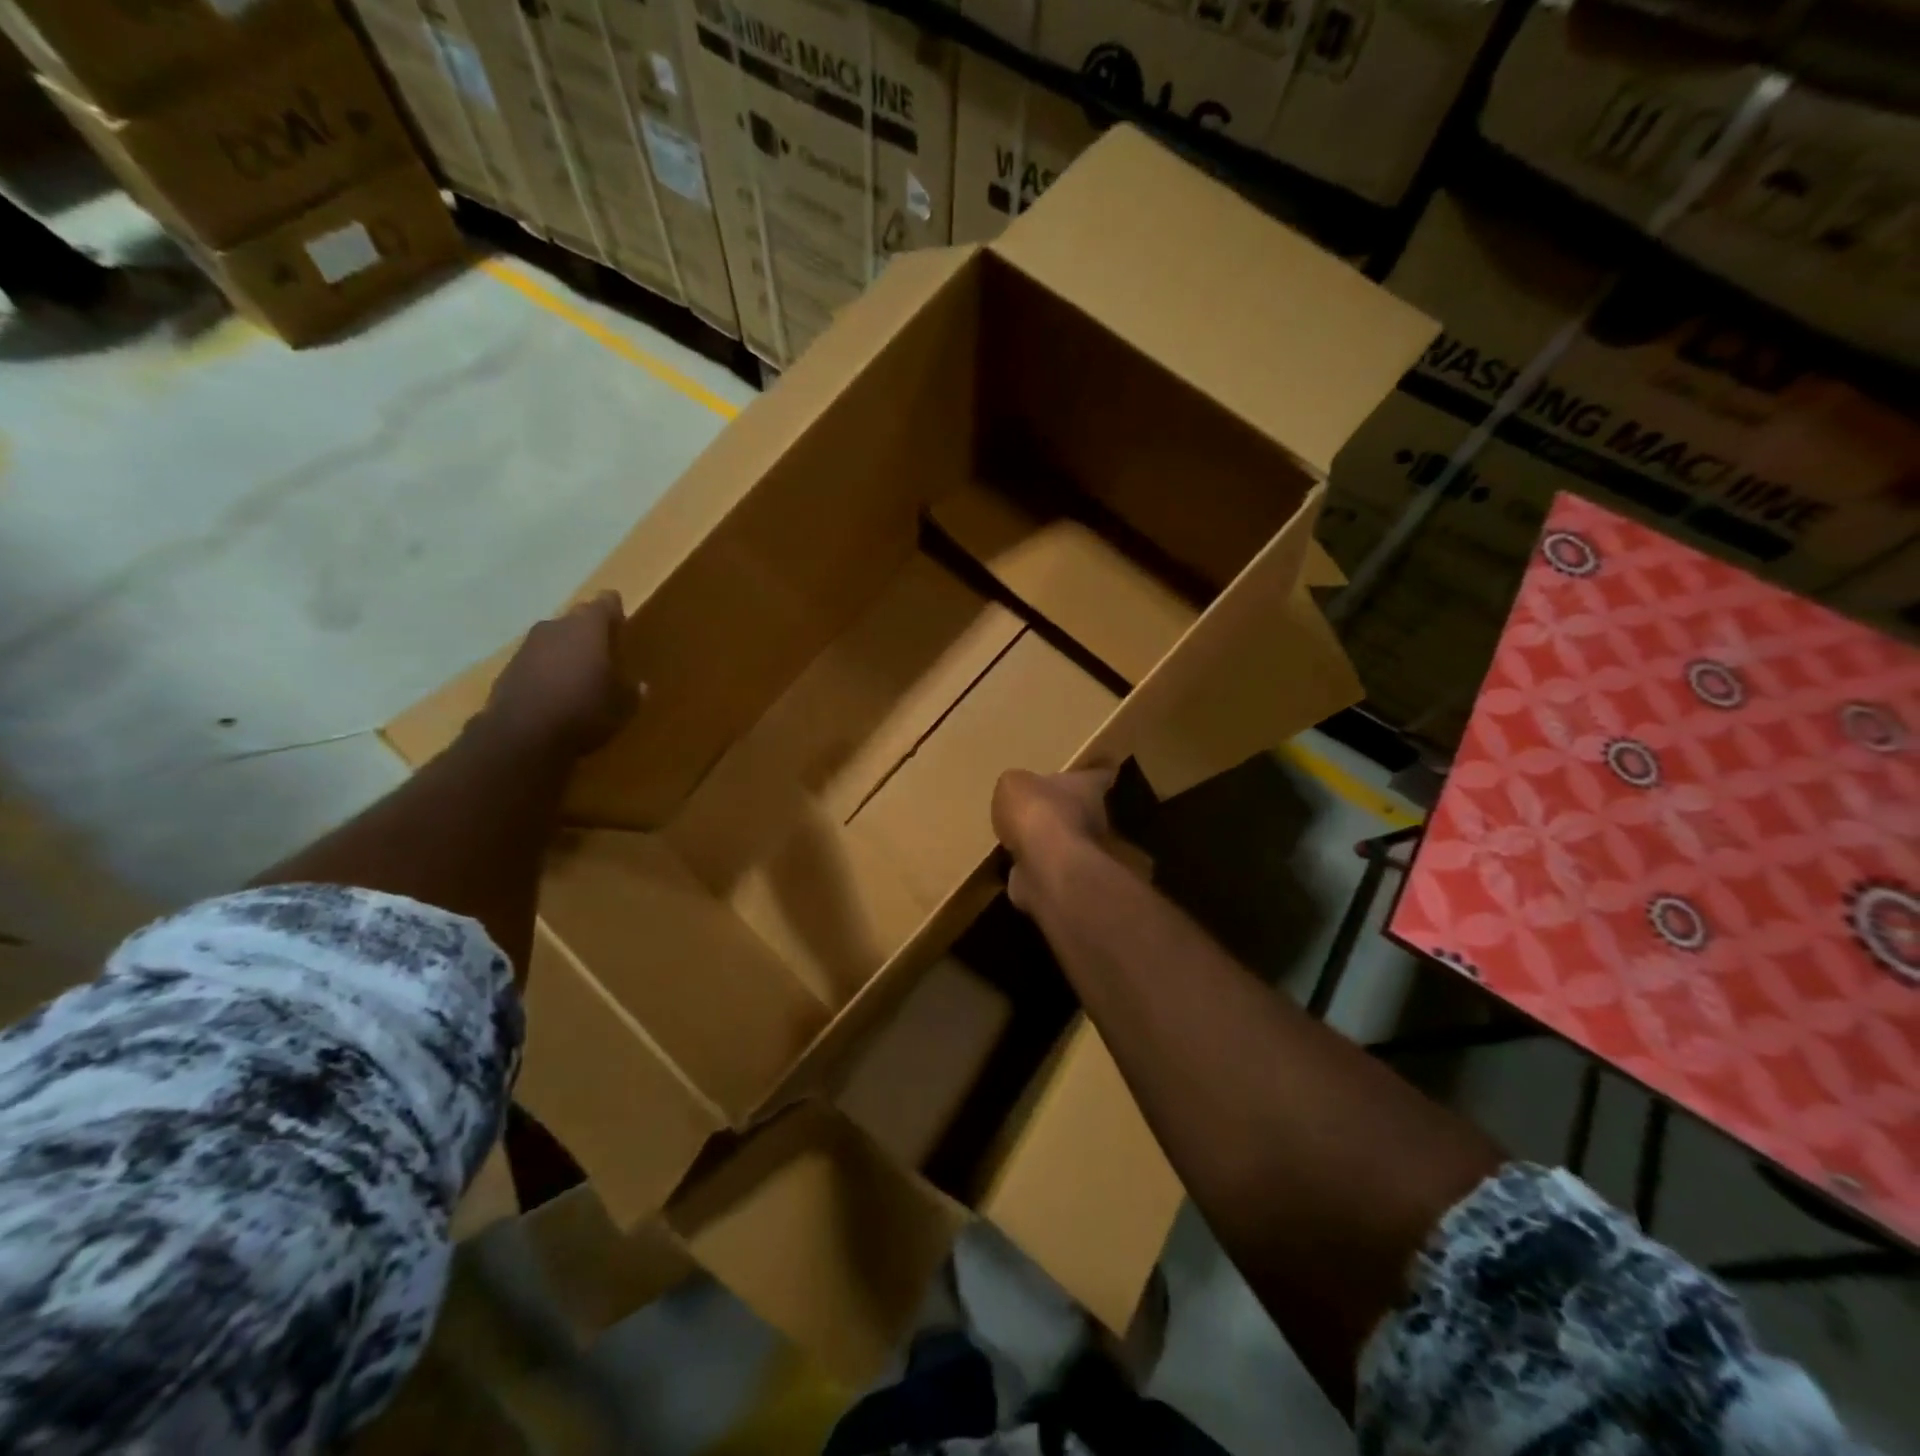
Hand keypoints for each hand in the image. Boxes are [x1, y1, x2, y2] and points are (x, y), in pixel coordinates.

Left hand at [478, 592, 642, 755]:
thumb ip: (632, 691)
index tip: (622, 625)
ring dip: (566, 652)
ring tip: (579, 676)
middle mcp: (556, 627)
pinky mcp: (508, 668)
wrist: (522, 737)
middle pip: (577, 619)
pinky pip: (535, 661)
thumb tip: (640, 686)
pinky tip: (555, 694)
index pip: (606, 602)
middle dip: (590, 633)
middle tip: (604, 654)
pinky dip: (546, 671)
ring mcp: (527, 646)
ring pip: (553, 640)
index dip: (615, 611)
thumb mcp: (622, 706)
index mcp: (588, 627)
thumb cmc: (584, 711)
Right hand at [991, 767, 1115, 912]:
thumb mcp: (1014, 783)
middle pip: (1083, 808)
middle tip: (1040, 805)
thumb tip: (1017, 792)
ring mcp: (1081, 851)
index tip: (1094, 770)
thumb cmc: (1036, 812)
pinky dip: (1034, 865)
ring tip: (1021, 835)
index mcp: (1086, 787)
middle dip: (1065, 808)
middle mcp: (1092, 817)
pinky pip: (1047, 866)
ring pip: (1065, 840)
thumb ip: (1017, 785)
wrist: (1046, 866)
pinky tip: (1014, 861)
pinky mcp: (1065, 877)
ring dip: (1048, 840)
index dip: (1093, 772)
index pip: (1098, 775)